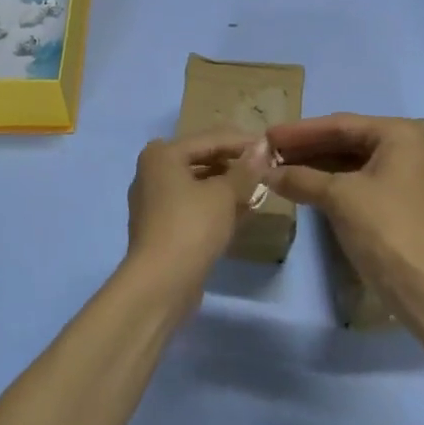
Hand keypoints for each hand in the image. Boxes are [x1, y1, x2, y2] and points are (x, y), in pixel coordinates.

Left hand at [124, 131, 258, 308]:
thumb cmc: (191, 227)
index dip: (242, 142)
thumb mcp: (224, 194)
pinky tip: (241, 213)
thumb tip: (263, 148)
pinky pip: (193, 207)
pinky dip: (215, 207)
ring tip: (258, 190)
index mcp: (162, 154)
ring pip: (198, 185)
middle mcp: (153, 172)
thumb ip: (245, 169)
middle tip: (266, 169)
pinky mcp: (161, 228)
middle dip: (234, 165)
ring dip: (227, 187)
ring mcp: (154, 202)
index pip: (210, 139)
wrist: (160, 285)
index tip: (271, 147)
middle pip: (202, 160)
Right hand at [267, 114, 423, 304]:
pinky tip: (299, 185)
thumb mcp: (338, 196)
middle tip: (268, 150)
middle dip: (305, 147)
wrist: (423, 289)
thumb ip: (300, 178)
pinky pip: (352, 182)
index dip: (300, 131)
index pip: (340, 125)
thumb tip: (264, 171)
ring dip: (312, 165)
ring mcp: (398, 177)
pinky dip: (325, 183)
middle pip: (344, 141)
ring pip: (347, 162)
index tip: (268, 134)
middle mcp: (402, 149)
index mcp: (397, 135)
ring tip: (276, 167)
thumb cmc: (384, 228)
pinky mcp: (391, 203)